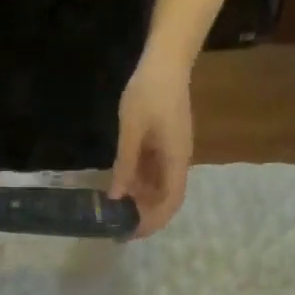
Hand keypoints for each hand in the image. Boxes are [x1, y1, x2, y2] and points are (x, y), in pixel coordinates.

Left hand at [109, 51, 193, 237]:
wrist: (166, 60)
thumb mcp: (131, 131)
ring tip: (116, 212)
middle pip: (166, 200)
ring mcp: (173, 153)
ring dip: (141, 202)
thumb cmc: (148, 92)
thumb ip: (125, 166)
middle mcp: (178, 161)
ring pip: (160, 188)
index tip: (131, 234)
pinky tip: (121, 189)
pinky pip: (155, 173)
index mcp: (175, 160)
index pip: (170, 202)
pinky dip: (140, 185)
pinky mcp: (166, 145)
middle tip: (119, 228)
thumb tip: (116, 198)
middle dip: (145, 217)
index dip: (152, 222)